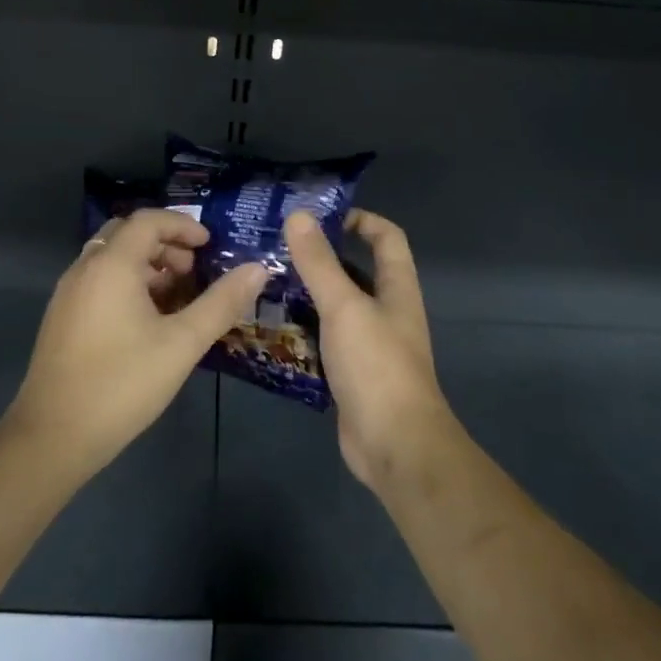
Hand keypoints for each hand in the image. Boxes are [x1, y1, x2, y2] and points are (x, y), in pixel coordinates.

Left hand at [8, 209, 267, 478]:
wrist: (54, 436)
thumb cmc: (123, 383)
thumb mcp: (183, 343)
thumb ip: (221, 303)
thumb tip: (258, 269)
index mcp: (111, 266)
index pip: (148, 220)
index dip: (183, 225)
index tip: (210, 246)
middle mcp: (84, 269)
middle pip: (126, 234)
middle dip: (165, 243)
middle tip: (194, 270)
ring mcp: (68, 294)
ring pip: (111, 259)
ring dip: (146, 265)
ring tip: (177, 297)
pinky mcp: (62, 319)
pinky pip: (98, 282)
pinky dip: (127, 284)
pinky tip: (148, 321)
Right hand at [283, 209, 459, 488]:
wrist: (394, 444)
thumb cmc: (376, 366)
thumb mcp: (344, 307)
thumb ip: (320, 263)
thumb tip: (298, 215)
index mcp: (397, 288)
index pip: (387, 237)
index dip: (359, 219)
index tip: (319, 217)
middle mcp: (386, 312)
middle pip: (356, 271)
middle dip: (320, 258)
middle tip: (275, 250)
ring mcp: (369, 345)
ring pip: (336, 308)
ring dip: (306, 296)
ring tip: (263, 284)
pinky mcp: (351, 373)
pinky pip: (324, 341)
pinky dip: (302, 331)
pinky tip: (270, 329)